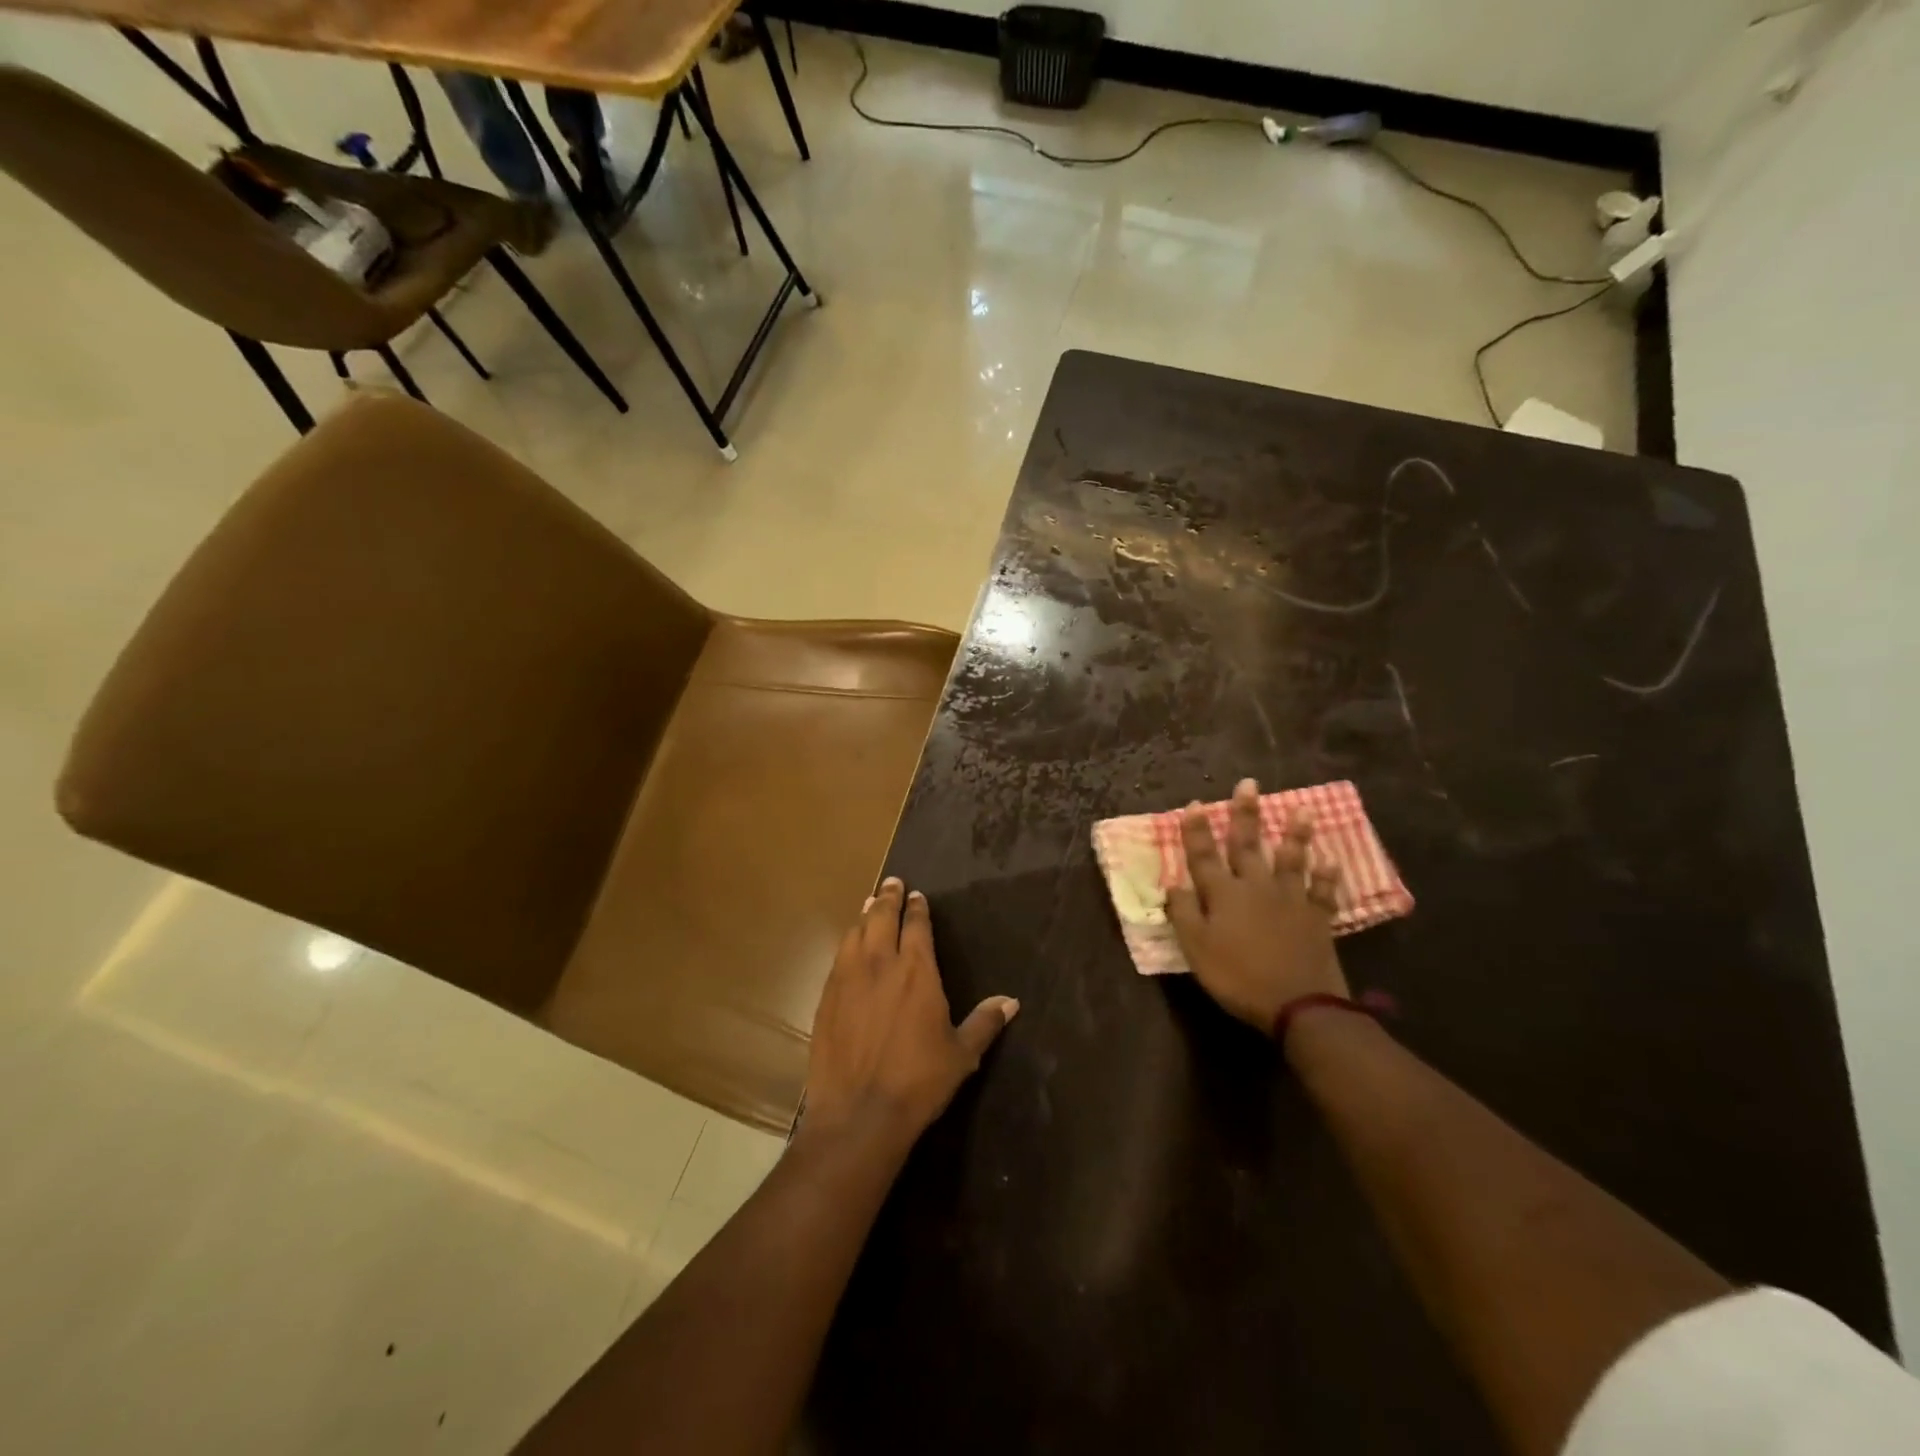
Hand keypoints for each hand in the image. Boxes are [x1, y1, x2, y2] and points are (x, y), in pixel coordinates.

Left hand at [803, 878, 1018, 1149]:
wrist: (859, 1113)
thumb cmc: (919, 1081)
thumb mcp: (961, 1054)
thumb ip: (985, 1022)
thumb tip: (1011, 1001)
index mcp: (917, 971)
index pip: (917, 926)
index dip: (917, 908)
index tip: (917, 896)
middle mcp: (881, 964)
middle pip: (883, 918)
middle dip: (889, 898)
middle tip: (892, 883)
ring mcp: (849, 978)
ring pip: (856, 933)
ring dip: (865, 915)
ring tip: (870, 905)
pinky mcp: (826, 997)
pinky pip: (838, 957)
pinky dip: (847, 942)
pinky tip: (849, 944)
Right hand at [1167, 778, 1346, 1031]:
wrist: (1298, 1004)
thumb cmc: (1237, 976)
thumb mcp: (1196, 949)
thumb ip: (1183, 913)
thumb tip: (1173, 883)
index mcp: (1223, 894)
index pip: (1204, 855)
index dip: (1197, 830)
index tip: (1195, 804)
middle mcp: (1256, 887)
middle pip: (1247, 845)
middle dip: (1245, 814)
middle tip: (1248, 784)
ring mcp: (1291, 900)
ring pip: (1291, 860)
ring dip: (1295, 834)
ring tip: (1302, 810)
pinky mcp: (1317, 918)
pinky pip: (1323, 892)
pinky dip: (1327, 876)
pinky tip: (1331, 861)